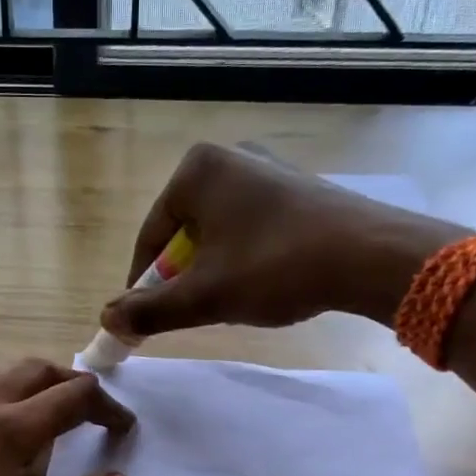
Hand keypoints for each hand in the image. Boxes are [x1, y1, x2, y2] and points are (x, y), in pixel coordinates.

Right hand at [99, 143, 468, 340]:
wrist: (369, 255)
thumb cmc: (274, 267)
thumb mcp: (204, 296)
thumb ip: (150, 309)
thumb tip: (107, 319)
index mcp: (196, 171)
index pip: (151, 236)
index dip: (143, 283)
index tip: (143, 319)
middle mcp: (229, 157)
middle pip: (184, 232)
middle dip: (182, 276)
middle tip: (190, 312)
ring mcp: (267, 168)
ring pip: (218, 231)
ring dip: (213, 269)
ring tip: (229, 301)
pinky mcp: (296, 186)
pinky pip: (250, 226)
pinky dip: (244, 256)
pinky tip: (263, 281)